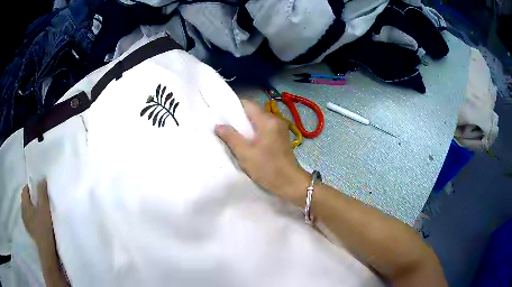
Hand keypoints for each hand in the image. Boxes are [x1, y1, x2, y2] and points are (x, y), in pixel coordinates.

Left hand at [21, 180, 56, 251]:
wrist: (46, 249)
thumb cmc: (44, 227)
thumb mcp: (45, 208)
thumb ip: (42, 193)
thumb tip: (41, 179)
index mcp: (24, 205)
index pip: (24, 190)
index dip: (30, 187)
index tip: (37, 189)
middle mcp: (22, 212)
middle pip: (25, 200)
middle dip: (31, 198)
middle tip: (39, 200)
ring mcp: (25, 222)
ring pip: (26, 210)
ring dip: (31, 208)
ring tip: (39, 211)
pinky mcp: (29, 230)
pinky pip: (28, 218)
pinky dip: (32, 217)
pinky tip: (38, 221)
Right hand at [215, 100, 309, 205]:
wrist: (290, 183)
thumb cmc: (267, 168)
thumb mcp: (245, 154)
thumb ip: (231, 137)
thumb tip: (218, 125)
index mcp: (267, 121)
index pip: (248, 104)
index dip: (234, 106)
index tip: (221, 113)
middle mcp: (275, 120)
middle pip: (254, 111)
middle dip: (239, 117)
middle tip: (224, 125)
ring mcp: (280, 128)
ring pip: (259, 120)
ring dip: (246, 125)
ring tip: (233, 133)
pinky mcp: (281, 137)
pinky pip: (265, 128)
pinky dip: (254, 131)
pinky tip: (247, 141)